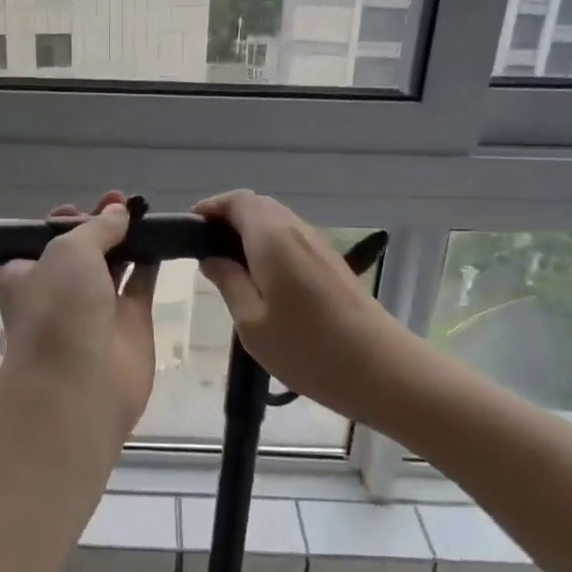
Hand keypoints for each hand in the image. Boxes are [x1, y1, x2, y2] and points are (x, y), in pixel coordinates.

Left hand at [0, 192, 157, 436]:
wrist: (79, 386)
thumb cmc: (58, 310)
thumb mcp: (68, 251)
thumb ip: (96, 228)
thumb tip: (119, 213)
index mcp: (26, 274)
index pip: (43, 239)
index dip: (64, 219)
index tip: (84, 207)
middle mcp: (59, 289)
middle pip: (82, 248)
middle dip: (100, 224)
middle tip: (122, 201)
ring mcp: (95, 307)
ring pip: (114, 264)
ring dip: (127, 239)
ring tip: (145, 212)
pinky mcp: (130, 322)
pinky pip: (141, 282)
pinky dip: (151, 261)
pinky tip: (164, 237)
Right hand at [194, 189, 410, 409]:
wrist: (380, 369)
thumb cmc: (307, 349)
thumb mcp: (251, 323)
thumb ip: (228, 282)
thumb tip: (211, 258)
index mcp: (273, 238)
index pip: (238, 201)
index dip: (212, 208)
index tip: (191, 228)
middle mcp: (297, 230)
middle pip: (258, 206)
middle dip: (229, 218)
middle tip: (205, 249)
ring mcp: (320, 244)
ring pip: (277, 221)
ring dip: (250, 232)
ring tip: (229, 266)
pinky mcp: (333, 262)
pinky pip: (292, 238)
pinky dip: (270, 245)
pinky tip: (262, 278)